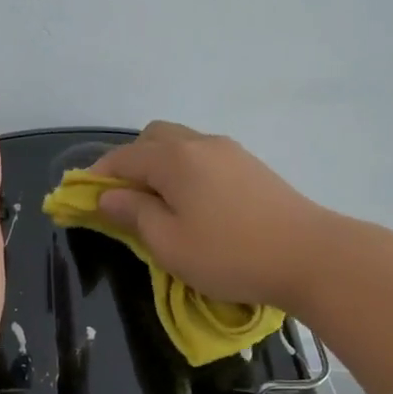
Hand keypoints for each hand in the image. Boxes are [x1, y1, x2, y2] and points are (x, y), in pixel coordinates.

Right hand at [88, 121, 335, 310]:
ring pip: (180, 144)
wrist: (310, 255)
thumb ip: (134, 214)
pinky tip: (193, 203)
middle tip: (124, 201)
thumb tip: (107, 196)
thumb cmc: (230, 254)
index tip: (82, 198)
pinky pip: (203, 156)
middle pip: (152, 138)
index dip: (97, 176)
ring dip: (159, 166)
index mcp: (174, 158)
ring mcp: (230, 151)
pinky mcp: (251, 166)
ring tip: (158, 204)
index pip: (122, 158)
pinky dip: (185, 171)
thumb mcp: (169, 243)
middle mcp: (200, 143)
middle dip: (130, 163)